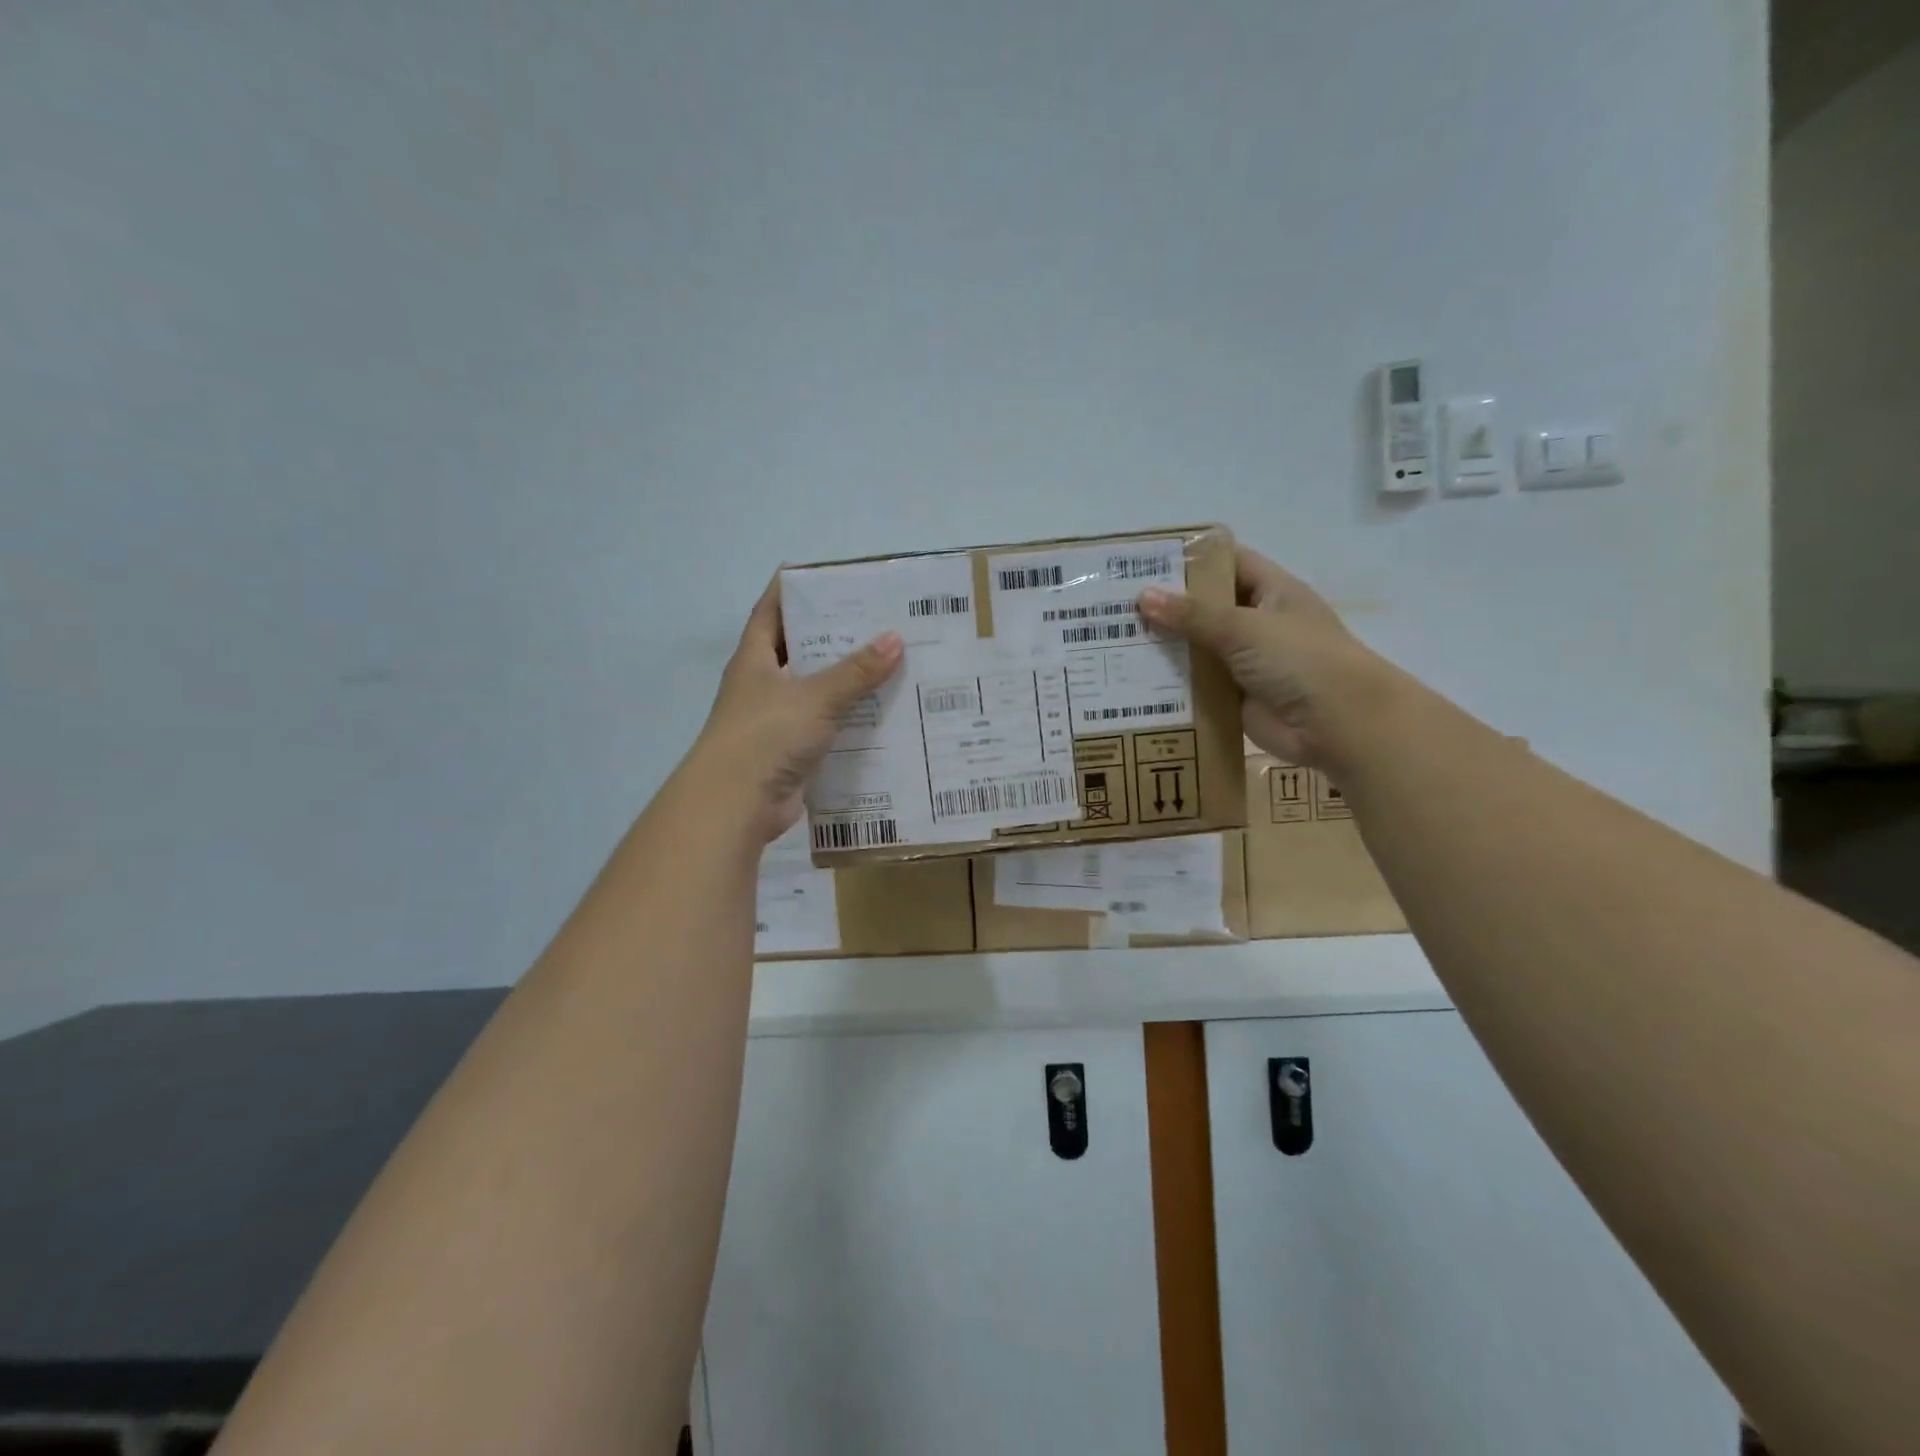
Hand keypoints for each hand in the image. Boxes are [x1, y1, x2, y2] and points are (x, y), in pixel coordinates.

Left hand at [693, 578, 903, 842]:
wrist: (735, 805)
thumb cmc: (766, 735)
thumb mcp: (816, 696)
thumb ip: (856, 671)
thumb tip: (895, 639)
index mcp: (755, 660)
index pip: (771, 611)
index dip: (793, 590)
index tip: (827, 577)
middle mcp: (762, 686)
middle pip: (799, 651)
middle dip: (834, 637)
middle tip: (878, 621)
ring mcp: (775, 721)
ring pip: (816, 692)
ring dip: (847, 682)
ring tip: (891, 665)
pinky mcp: (791, 753)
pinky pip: (825, 728)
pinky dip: (849, 722)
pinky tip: (883, 715)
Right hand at [1138, 545, 1392, 769]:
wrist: (1338, 725)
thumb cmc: (1300, 660)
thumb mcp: (1244, 627)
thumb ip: (1192, 615)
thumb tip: (1142, 597)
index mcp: (1271, 592)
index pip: (1227, 563)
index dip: (1190, 559)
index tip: (1144, 561)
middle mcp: (1256, 623)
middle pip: (1205, 607)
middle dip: (1165, 606)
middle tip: (1113, 604)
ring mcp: (1244, 662)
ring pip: (1196, 648)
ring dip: (1163, 647)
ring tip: (1112, 641)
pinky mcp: (1233, 697)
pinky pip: (1196, 685)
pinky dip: (1170, 684)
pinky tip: (1131, 681)